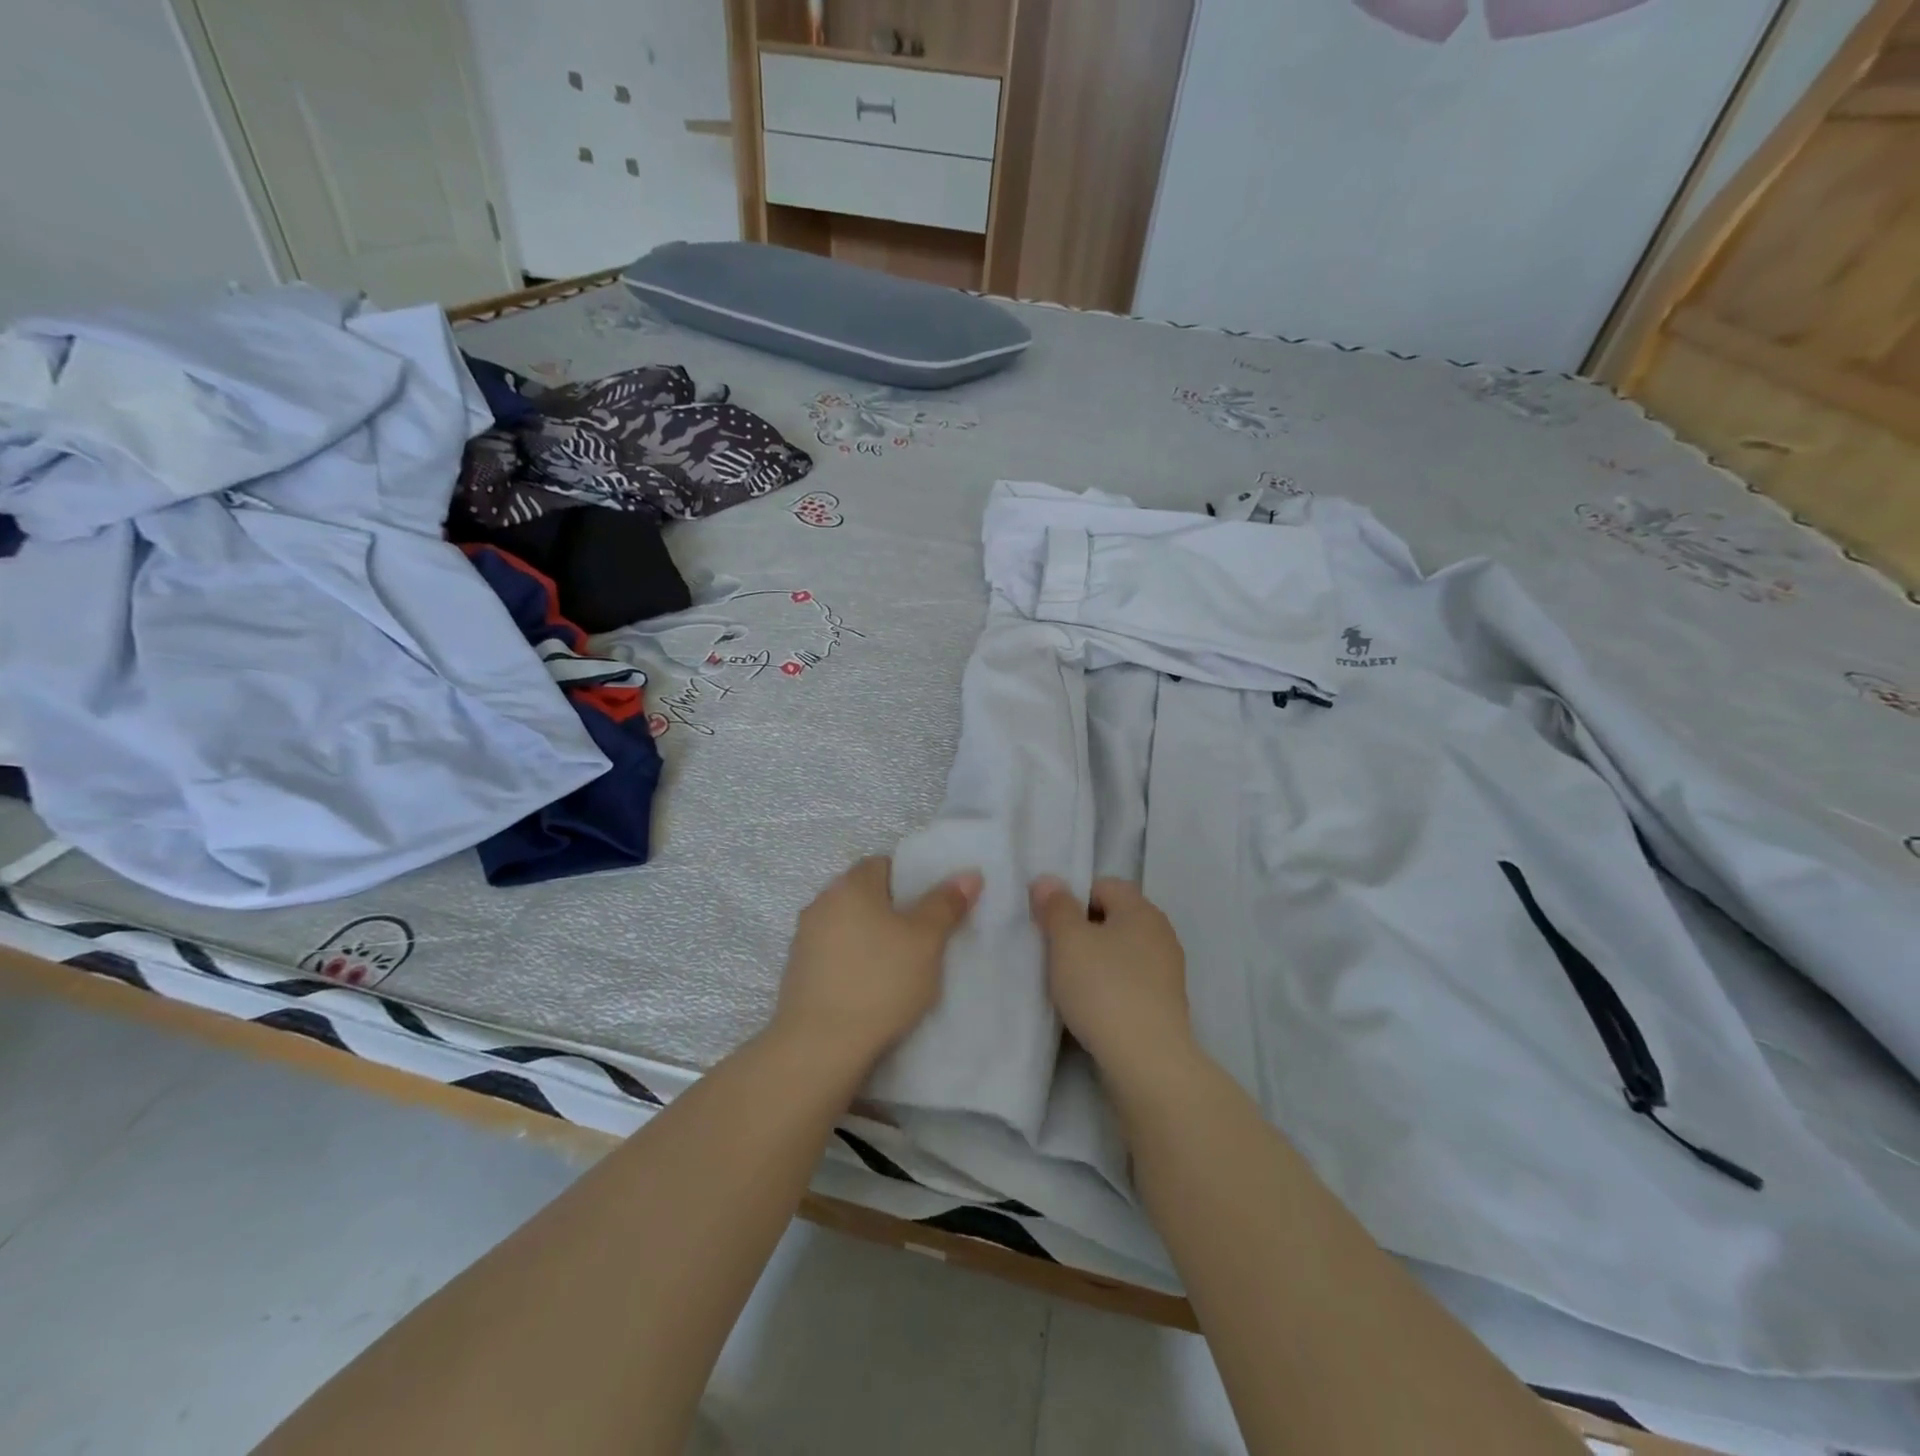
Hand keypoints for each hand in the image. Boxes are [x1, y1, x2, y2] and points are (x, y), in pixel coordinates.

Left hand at [773, 855, 981, 1071]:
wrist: (819, 1046)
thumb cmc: (880, 982)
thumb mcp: (926, 941)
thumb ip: (946, 904)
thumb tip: (968, 874)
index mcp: (850, 885)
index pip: (883, 864)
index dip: (910, 881)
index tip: (929, 909)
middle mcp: (821, 902)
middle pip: (864, 895)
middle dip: (891, 911)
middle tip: (921, 938)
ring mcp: (804, 939)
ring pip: (848, 926)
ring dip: (869, 938)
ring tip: (897, 968)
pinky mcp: (796, 972)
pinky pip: (833, 954)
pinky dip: (852, 963)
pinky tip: (870, 989)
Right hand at [1030, 876, 1191, 1075]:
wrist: (1148, 1061)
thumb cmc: (1104, 989)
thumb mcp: (1068, 941)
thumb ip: (1056, 907)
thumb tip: (1047, 880)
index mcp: (1141, 910)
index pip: (1103, 885)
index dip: (1072, 897)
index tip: (1049, 924)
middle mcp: (1160, 934)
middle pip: (1113, 918)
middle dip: (1082, 930)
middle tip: (1052, 952)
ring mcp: (1167, 972)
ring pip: (1120, 952)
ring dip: (1094, 961)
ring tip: (1067, 983)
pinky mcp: (1165, 1005)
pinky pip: (1129, 982)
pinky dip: (1109, 987)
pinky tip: (1090, 1007)